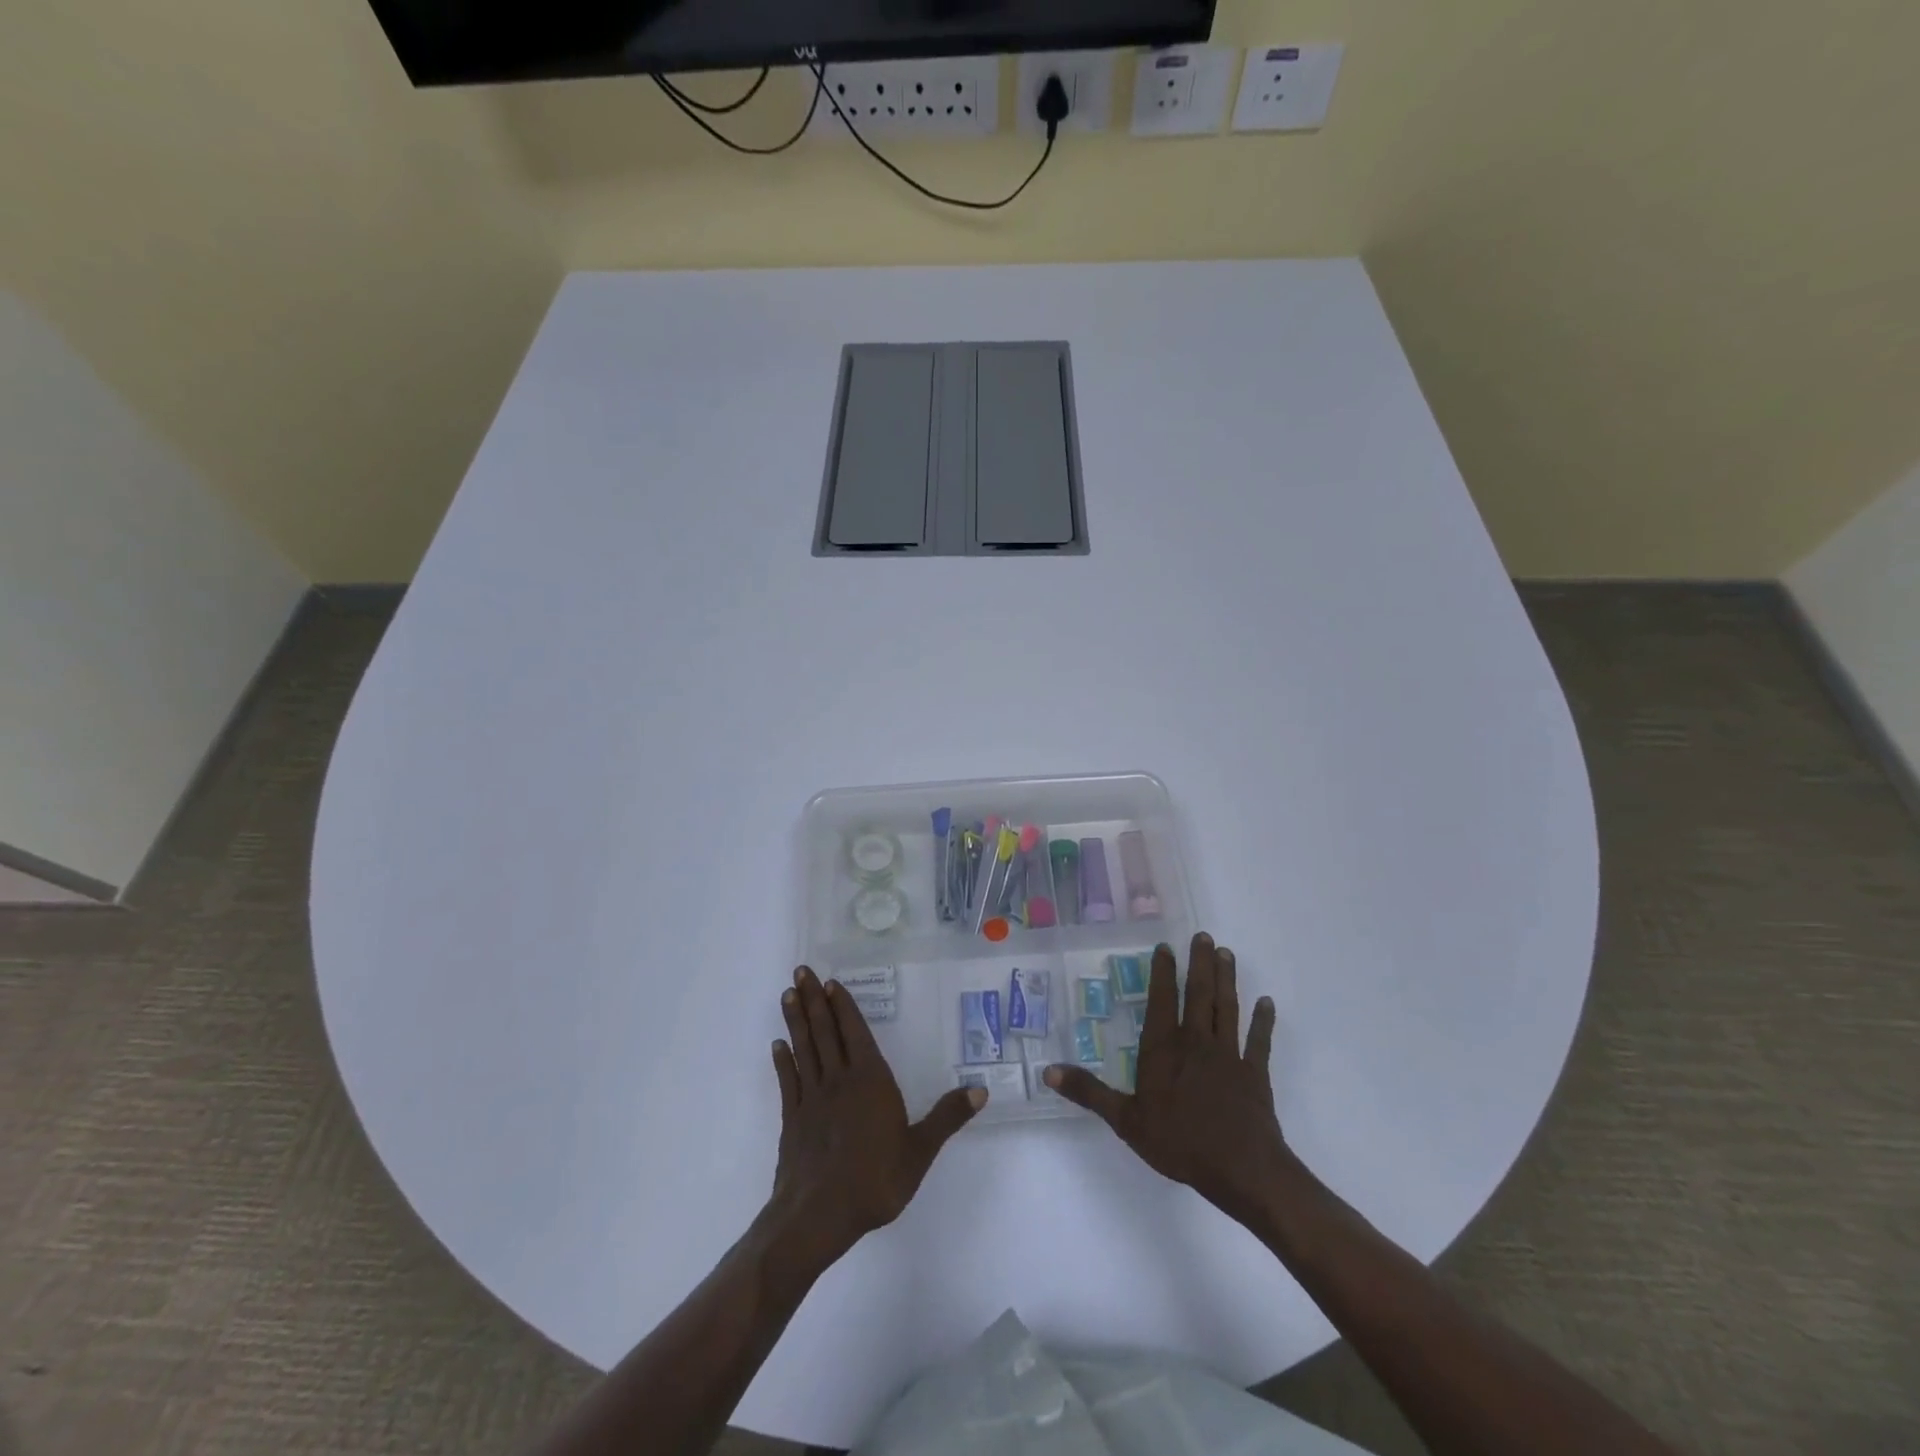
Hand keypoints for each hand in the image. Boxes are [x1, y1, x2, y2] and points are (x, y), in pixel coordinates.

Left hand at [765, 966, 984, 1271]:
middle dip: (813, 1000)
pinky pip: (788, 1081)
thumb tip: (980, 1090)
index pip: (855, 1032)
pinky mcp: (793, 1119)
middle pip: (825, 1031)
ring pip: (804, 1049)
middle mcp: (839, 1080)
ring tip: (787, 994)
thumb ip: (947, 1117)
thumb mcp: (920, 1151)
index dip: (842, 1006)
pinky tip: (777, 1046)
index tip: (829, 983)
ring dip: (796, 1020)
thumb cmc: (875, 1180)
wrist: (818, 1216)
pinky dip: (782, 1061)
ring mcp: (812, 1098)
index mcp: (870, 1080)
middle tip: (801, 971)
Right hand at [1046, 933, 1287, 1225]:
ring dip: (1227, 979)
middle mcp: (1196, 1042)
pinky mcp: (1254, 1073)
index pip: (1162, 1000)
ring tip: (1227, 954)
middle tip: (1204, 936)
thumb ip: (1089, 1092)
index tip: (1166, 947)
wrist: (1241, 1169)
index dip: (1163, 973)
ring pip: (1227, 1007)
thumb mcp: (1125, 1120)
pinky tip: (1267, 1003)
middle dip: (1200, 963)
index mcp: (1164, 1049)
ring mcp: (1228, 1055)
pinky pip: (1259, 1041)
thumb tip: (1048, 1072)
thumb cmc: (1179, 1142)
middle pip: (1199, 993)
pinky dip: (1263, 1021)